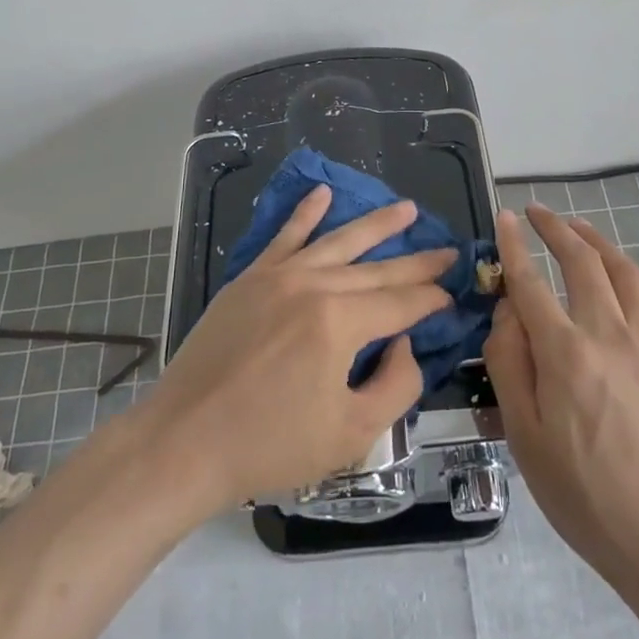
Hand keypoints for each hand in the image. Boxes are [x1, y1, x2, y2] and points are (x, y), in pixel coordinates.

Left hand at [141, 186, 453, 511]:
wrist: (184, 441)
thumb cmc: (270, 445)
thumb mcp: (352, 434)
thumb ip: (396, 386)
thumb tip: (406, 344)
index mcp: (340, 322)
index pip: (401, 303)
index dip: (432, 300)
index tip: (454, 295)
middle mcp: (313, 285)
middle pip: (377, 269)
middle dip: (417, 261)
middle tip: (449, 250)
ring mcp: (278, 276)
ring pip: (338, 241)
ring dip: (376, 224)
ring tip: (406, 209)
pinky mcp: (250, 279)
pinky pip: (284, 236)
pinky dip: (305, 213)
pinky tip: (323, 193)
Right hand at [484, 204, 638, 590]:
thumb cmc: (584, 495)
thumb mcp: (524, 437)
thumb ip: (509, 363)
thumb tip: (508, 310)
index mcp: (566, 353)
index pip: (532, 281)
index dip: (514, 245)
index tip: (505, 217)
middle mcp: (609, 335)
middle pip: (583, 261)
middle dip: (556, 228)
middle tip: (536, 212)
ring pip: (624, 272)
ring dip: (597, 241)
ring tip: (578, 229)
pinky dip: (628, 279)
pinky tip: (619, 283)